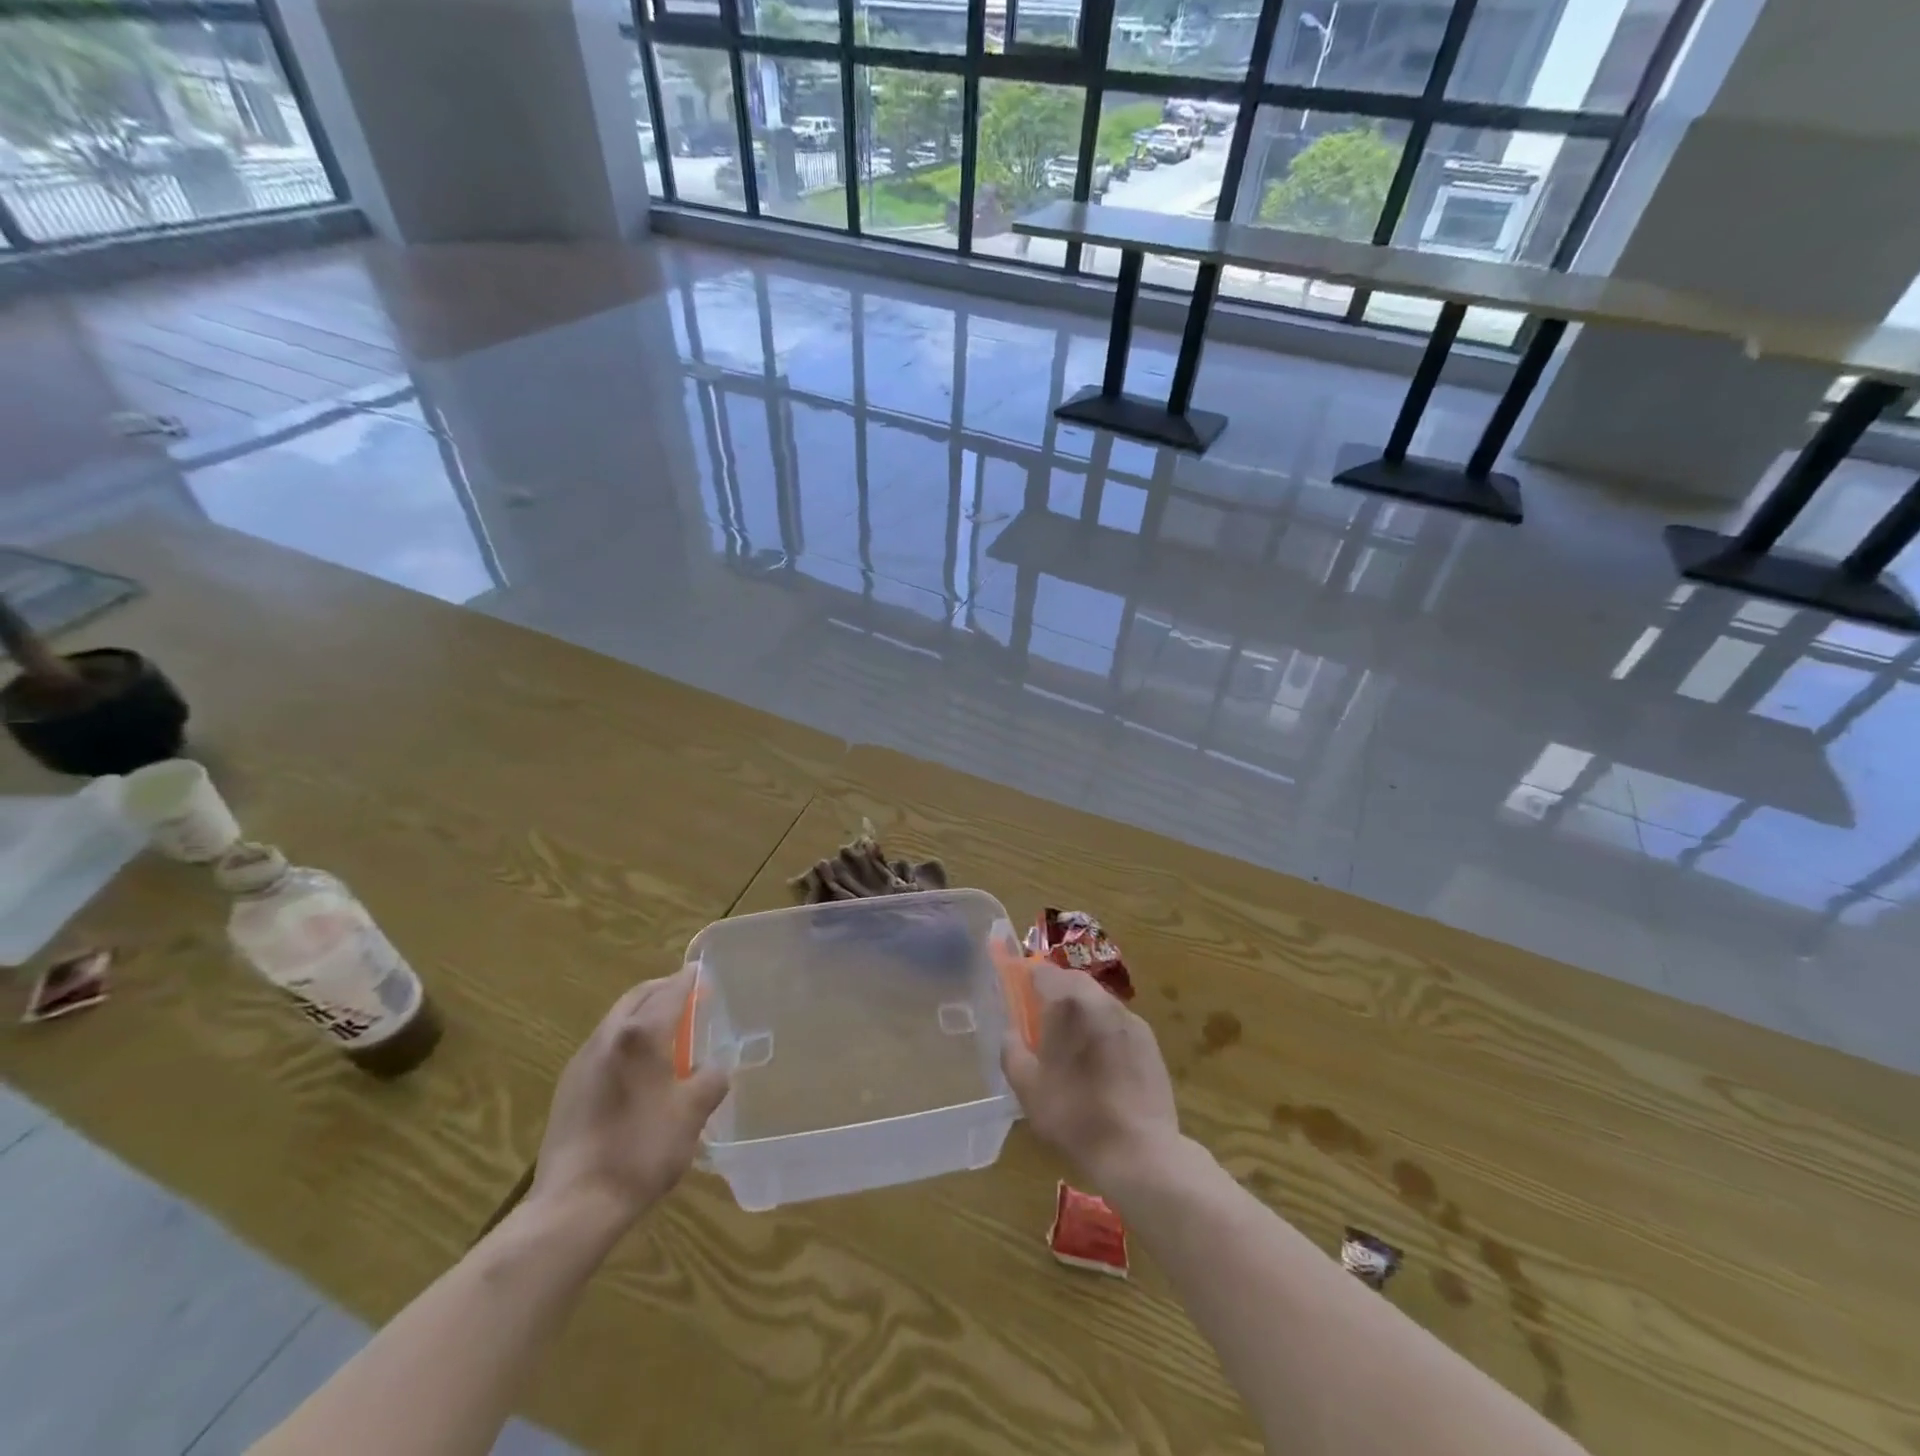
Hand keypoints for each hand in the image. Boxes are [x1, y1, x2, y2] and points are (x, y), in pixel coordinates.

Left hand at [529, 968, 729, 1224]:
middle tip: (687, 995)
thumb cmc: (642, 1149)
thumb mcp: (692, 1113)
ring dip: (642, 1014)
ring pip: (617, 1021)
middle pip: (637, 998)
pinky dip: (626, 1040)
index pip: (670, 992)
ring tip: (667, 1030)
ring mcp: (582, 1063)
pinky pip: (604, 1047)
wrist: (574, 1205)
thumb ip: (711, 1080)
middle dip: (662, 990)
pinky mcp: (568, 1089)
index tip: (702, 972)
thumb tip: (714, 1069)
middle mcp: (608, 1038)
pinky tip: (638, 1068)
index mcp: (641, 1035)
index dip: (689, 980)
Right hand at [1001, 958, 1180, 1183]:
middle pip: (1072, 980)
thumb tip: (1011, 1031)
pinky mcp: (1149, 1039)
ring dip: (1081, 1010)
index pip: (1042, 971)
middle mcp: (1100, 999)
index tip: (1020, 1000)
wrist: (1138, 1149)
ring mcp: (1129, 1018)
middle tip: (1044, 1023)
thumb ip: (1011, 1049)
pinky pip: (1117, 1021)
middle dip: (1056, 993)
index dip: (1027, 981)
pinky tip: (1102, 1062)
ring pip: (1097, 999)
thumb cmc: (1073, 1115)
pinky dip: (1104, 1029)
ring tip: (1073, 1045)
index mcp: (1067, 1002)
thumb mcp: (1026, 1087)